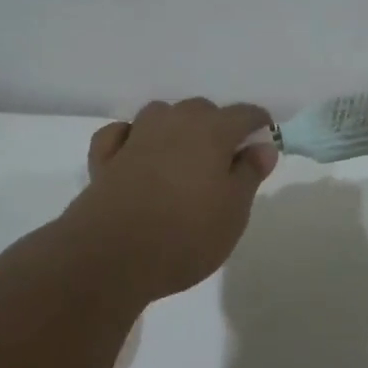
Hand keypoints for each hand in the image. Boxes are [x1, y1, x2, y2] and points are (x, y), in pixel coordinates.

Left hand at [62, 98, 278, 303]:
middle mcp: (173, 124)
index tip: (263, 143)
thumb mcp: (234, 211)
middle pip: (201, 109)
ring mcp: (135, 138)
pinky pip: (121, 134)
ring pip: (160, 115)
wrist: (112, 257)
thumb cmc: (187, 235)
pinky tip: (136, 153)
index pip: (243, 114)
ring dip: (175, 127)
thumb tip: (262, 147)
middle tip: (224, 160)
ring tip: (183, 156)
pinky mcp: (105, 159)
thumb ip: (249, 174)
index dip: (258, 124)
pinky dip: (131, 137)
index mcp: (211, 132)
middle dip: (216, 125)